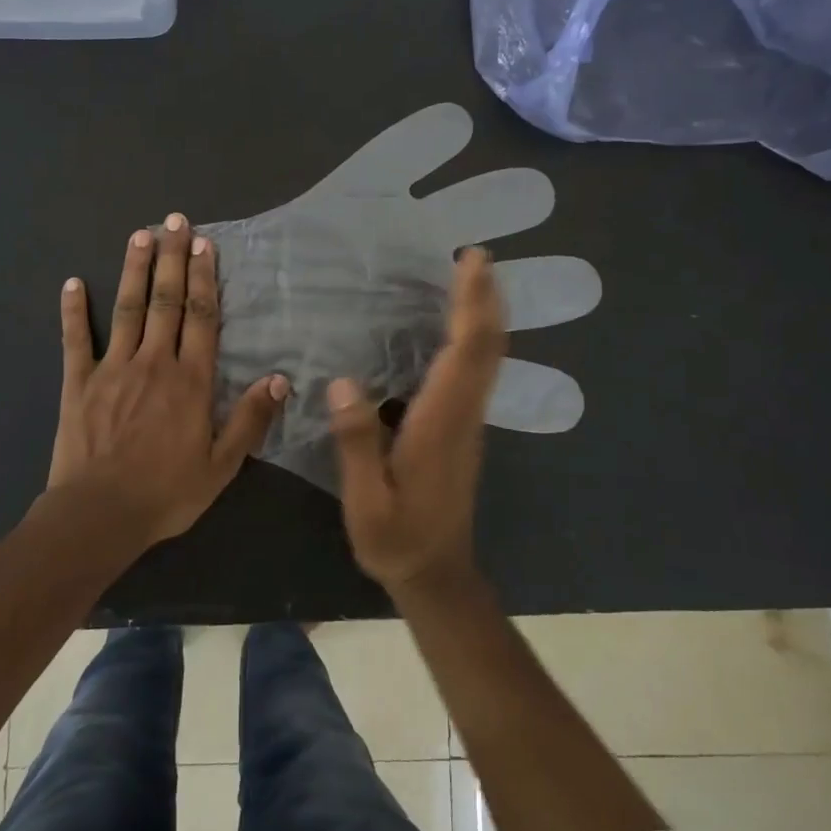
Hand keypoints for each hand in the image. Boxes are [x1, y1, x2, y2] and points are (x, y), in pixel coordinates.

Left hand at [48, 213, 289, 544]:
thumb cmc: (167, 492)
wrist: (99, 514)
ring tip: (140, 235)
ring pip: (127, 308)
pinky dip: (74, 310)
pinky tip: (73, 282)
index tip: (204, 245)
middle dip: (172, 258)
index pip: (201, 317)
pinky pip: (75, 339)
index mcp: (190, 380)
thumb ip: (250, 420)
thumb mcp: (222, 465)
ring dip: (134, 269)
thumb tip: (279, 379)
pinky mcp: (78, 382)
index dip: (204, 279)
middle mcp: (154, 362)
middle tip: (175, 221)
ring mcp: (112, 368)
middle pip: (165, 301)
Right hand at [328, 248, 507, 591]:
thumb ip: (356, 442)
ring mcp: (468, 422)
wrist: (437, 575)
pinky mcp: (463, 429)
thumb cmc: (398, 539)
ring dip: (483, 314)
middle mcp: (463, 413)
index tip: (471, 262)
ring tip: (469, 278)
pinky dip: (473, 338)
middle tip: (475, 256)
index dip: (472, 304)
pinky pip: (476, 371)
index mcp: (441, 422)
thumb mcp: (367, 500)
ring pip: (487, 357)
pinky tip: (453, 328)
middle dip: (485, 297)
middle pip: (487, 346)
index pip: (466, 353)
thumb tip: (343, 382)